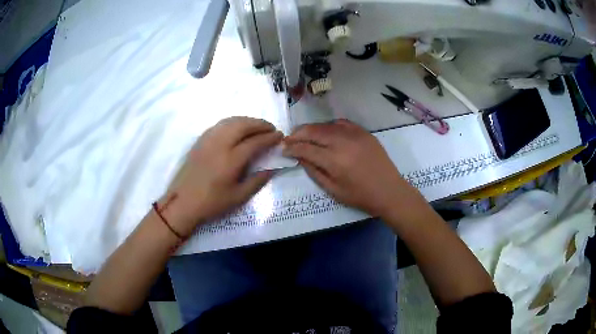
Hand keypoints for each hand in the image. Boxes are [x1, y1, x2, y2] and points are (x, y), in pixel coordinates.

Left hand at [160, 117, 282, 236]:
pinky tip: (236, 128)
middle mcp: (220, 145)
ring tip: (256, 126)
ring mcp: (208, 140)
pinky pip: (219, 125)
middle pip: (243, 125)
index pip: (255, 142)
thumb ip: (257, 181)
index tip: (280, 136)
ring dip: (247, 120)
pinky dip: (232, 122)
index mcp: (231, 160)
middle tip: (270, 128)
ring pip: (230, 122)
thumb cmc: (211, 203)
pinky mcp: (200, 141)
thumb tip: (272, 168)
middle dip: (260, 124)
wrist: (182, 202)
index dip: (269, 137)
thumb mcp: (238, 197)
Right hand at [283, 119, 413, 216]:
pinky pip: (341, 123)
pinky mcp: (363, 132)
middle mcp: (342, 143)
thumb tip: (300, 157)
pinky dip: (329, 126)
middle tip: (289, 138)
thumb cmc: (360, 196)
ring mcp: (354, 135)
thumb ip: (314, 172)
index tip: (283, 149)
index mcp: (334, 160)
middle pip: (313, 131)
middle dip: (298, 134)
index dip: (291, 148)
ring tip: (303, 134)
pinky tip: (325, 132)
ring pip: (326, 125)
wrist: (389, 190)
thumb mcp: (333, 190)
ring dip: (311, 129)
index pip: (305, 148)